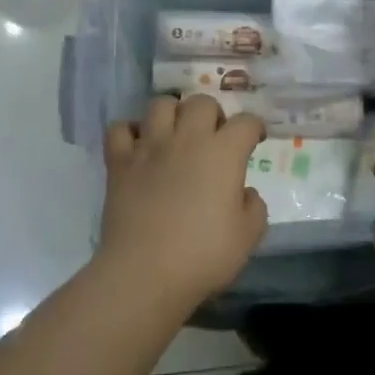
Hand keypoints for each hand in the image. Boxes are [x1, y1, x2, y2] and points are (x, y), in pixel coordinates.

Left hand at [96, 95, 267, 317]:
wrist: (145, 272)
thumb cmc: (204, 255)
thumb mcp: (248, 237)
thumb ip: (253, 207)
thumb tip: (243, 193)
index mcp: (223, 153)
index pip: (245, 122)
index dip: (254, 128)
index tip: (255, 139)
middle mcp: (187, 139)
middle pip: (202, 102)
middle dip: (213, 114)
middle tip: (215, 137)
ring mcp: (149, 147)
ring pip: (160, 105)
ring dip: (173, 114)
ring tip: (176, 134)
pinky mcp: (119, 162)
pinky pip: (120, 128)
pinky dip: (130, 132)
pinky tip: (139, 146)